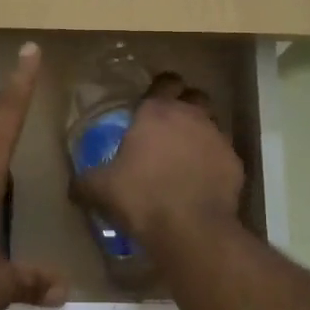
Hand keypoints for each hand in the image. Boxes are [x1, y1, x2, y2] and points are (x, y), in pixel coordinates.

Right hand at [76, 72, 244, 246]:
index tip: (151, 102)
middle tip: (169, 127)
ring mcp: (218, 138)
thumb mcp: (100, 190)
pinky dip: (214, 164)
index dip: (159, 87)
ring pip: (212, 124)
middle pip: (194, 96)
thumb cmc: (141, 197)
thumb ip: (85, 182)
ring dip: (200, 134)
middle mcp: (191, 116)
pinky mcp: (235, 163)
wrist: (191, 229)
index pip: (164, 81)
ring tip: (186, 157)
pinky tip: (202, 183)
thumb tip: (74, 186)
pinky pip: (223, 156)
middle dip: (185, 105)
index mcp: (157, 111)